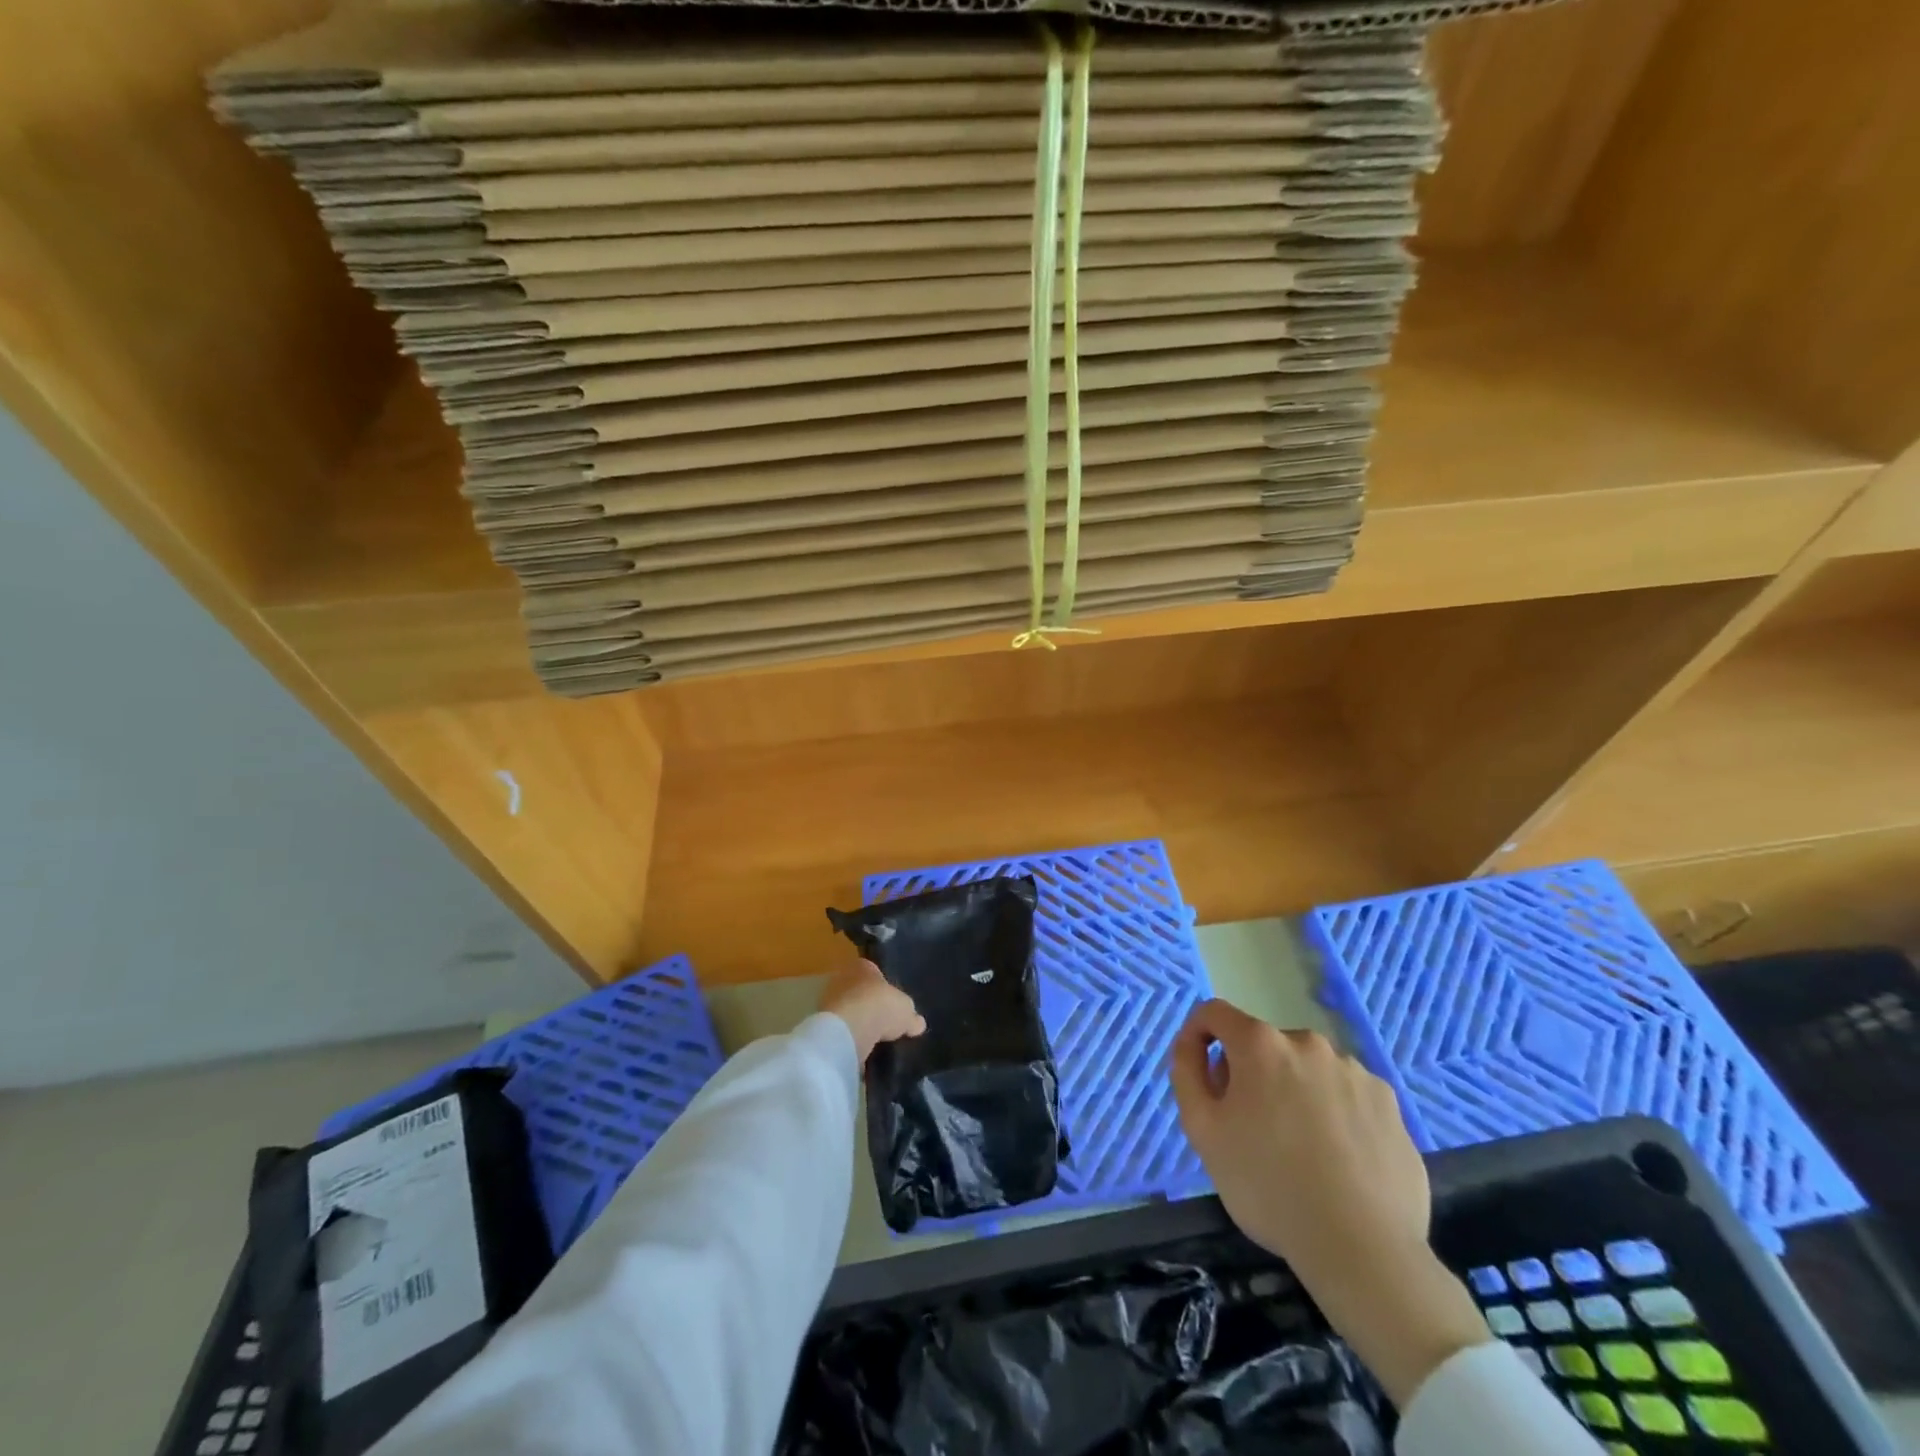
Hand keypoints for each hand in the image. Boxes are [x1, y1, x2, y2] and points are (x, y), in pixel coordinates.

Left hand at [820, 959, 925, 1065]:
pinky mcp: (822, 1024)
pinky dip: (850, 1038)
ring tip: (875, 1040)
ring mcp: (829, 1000)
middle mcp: (842, 978)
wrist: (849, 1029)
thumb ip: (911, 1015)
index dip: (884, 986)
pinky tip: (862, 1049)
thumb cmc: (881, 1006)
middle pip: (860, 991)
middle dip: (870, 1005)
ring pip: (849, 1010)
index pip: (874, 971)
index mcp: (863, 965)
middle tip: (885, 1022)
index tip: (892, 1002)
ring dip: (859, 1023)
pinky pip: (841, 1029)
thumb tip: (918, 1023)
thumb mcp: (907, 1009)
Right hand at [1169, 1000, 1488, 1405]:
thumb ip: (1190, 1072)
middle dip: (1249, 1075)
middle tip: (1251, 1131)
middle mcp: (1308, 1042)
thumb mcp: (1205, 1133)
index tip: (1202, 1073)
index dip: (1200, 1039)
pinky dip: (1334, 1116)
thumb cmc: (1269, 1189)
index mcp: (1261, 1044)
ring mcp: (1355, 1071)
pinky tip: (1339, 1165)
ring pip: (1307, 1071)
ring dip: (1293, 1096)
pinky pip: (1346, 1096)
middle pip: (1263, 1045)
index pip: (1215, 1014)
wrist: (1363, 1252)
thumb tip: (1195, 1042)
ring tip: (1300, 1156)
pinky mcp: (1391, 1104)